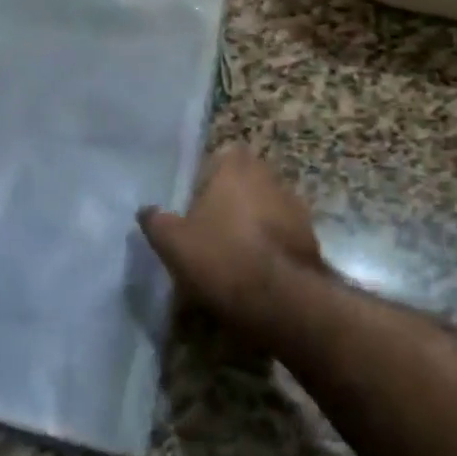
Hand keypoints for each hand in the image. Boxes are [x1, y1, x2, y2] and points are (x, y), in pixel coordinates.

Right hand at [138, 145, 323, 334]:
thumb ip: (156, 221)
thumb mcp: (173, 242)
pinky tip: (256, 273)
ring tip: (233, 256)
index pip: (221, 156)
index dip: (208, 177)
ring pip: (265, 207)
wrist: (281, 299)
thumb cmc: (221, 256)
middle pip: (244, 181)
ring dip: (253, 224)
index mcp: (236, 165)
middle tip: (210, 229)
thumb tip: (146, 210)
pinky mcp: (310, 236)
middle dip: (230, 200)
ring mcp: (294, 205)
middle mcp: (269, 175)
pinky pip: (282, 235)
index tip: (195, 202)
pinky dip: (270, 247)